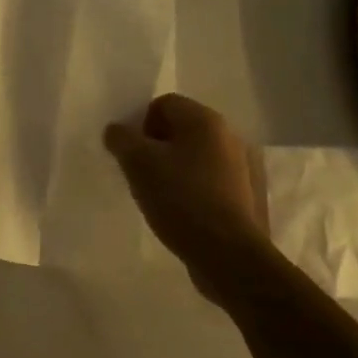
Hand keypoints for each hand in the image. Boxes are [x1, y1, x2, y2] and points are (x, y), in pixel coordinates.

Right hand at [105, 94, 277, 301]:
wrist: (227, 254)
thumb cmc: (180, 198)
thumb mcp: (138, 164)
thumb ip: (121, 139)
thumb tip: (116, 130)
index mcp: (205, 120)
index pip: (163, 104)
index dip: (140, 124)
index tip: (130, 153)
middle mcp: (227, 135)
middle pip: (180, 129)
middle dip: (155, 146)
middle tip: (138, 173)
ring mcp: (239, 166)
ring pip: (193, 156)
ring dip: (171, 168)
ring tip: (156, 194)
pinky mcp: (242, 195)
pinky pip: (206, 179)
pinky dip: (189, 187)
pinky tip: (178, 210)